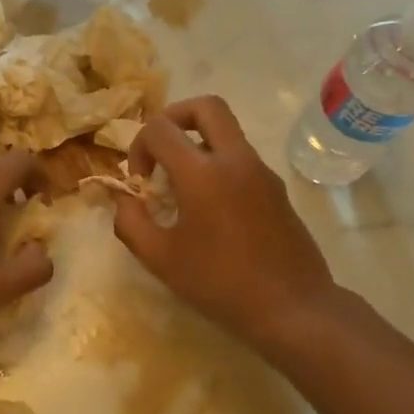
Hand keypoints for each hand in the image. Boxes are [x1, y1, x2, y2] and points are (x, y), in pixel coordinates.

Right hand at [113, 96, 338, 348]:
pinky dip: (218, 164)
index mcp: (202, 173)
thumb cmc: (219, 284)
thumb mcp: (160, 258)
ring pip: (227, 131)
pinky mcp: (276, 188)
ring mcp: (262, 171)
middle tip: (160, 150)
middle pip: (206, 106)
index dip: (139, 146)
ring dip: (197, 143)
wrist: (291, 307)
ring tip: (181, 188)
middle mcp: (235, 160)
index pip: (161, 128)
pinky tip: (209, 209)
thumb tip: (122, 198)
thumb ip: (130, 222)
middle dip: (174, 117)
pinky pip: (241, 158)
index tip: (139, 181)